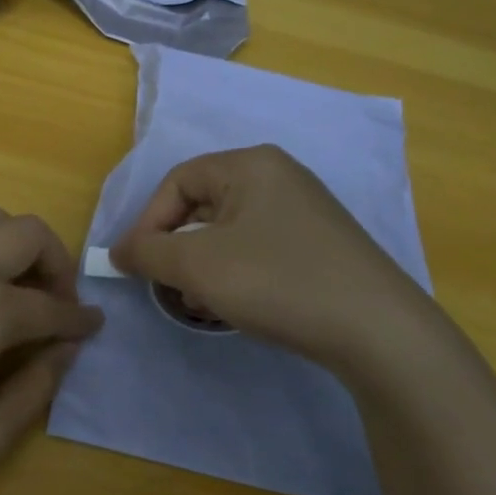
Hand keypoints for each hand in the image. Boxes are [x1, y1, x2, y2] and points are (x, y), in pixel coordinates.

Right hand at [110, 145, 437, 368]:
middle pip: (204, 205)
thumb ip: (148, 252)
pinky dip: (237, 273)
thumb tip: (118, 251)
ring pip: (230, 231)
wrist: (377, 330)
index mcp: (250, 164)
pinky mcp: (321, 244)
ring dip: (204, 266)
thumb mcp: (198, 266)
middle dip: (177, 248)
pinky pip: (259, 248)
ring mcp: (305, 211)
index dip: (148, 222)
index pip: (178, 181)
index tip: (137, 266)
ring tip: (201, 304)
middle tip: (169, 288)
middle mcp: (280, 177)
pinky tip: (237, 306)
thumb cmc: (278, 281)